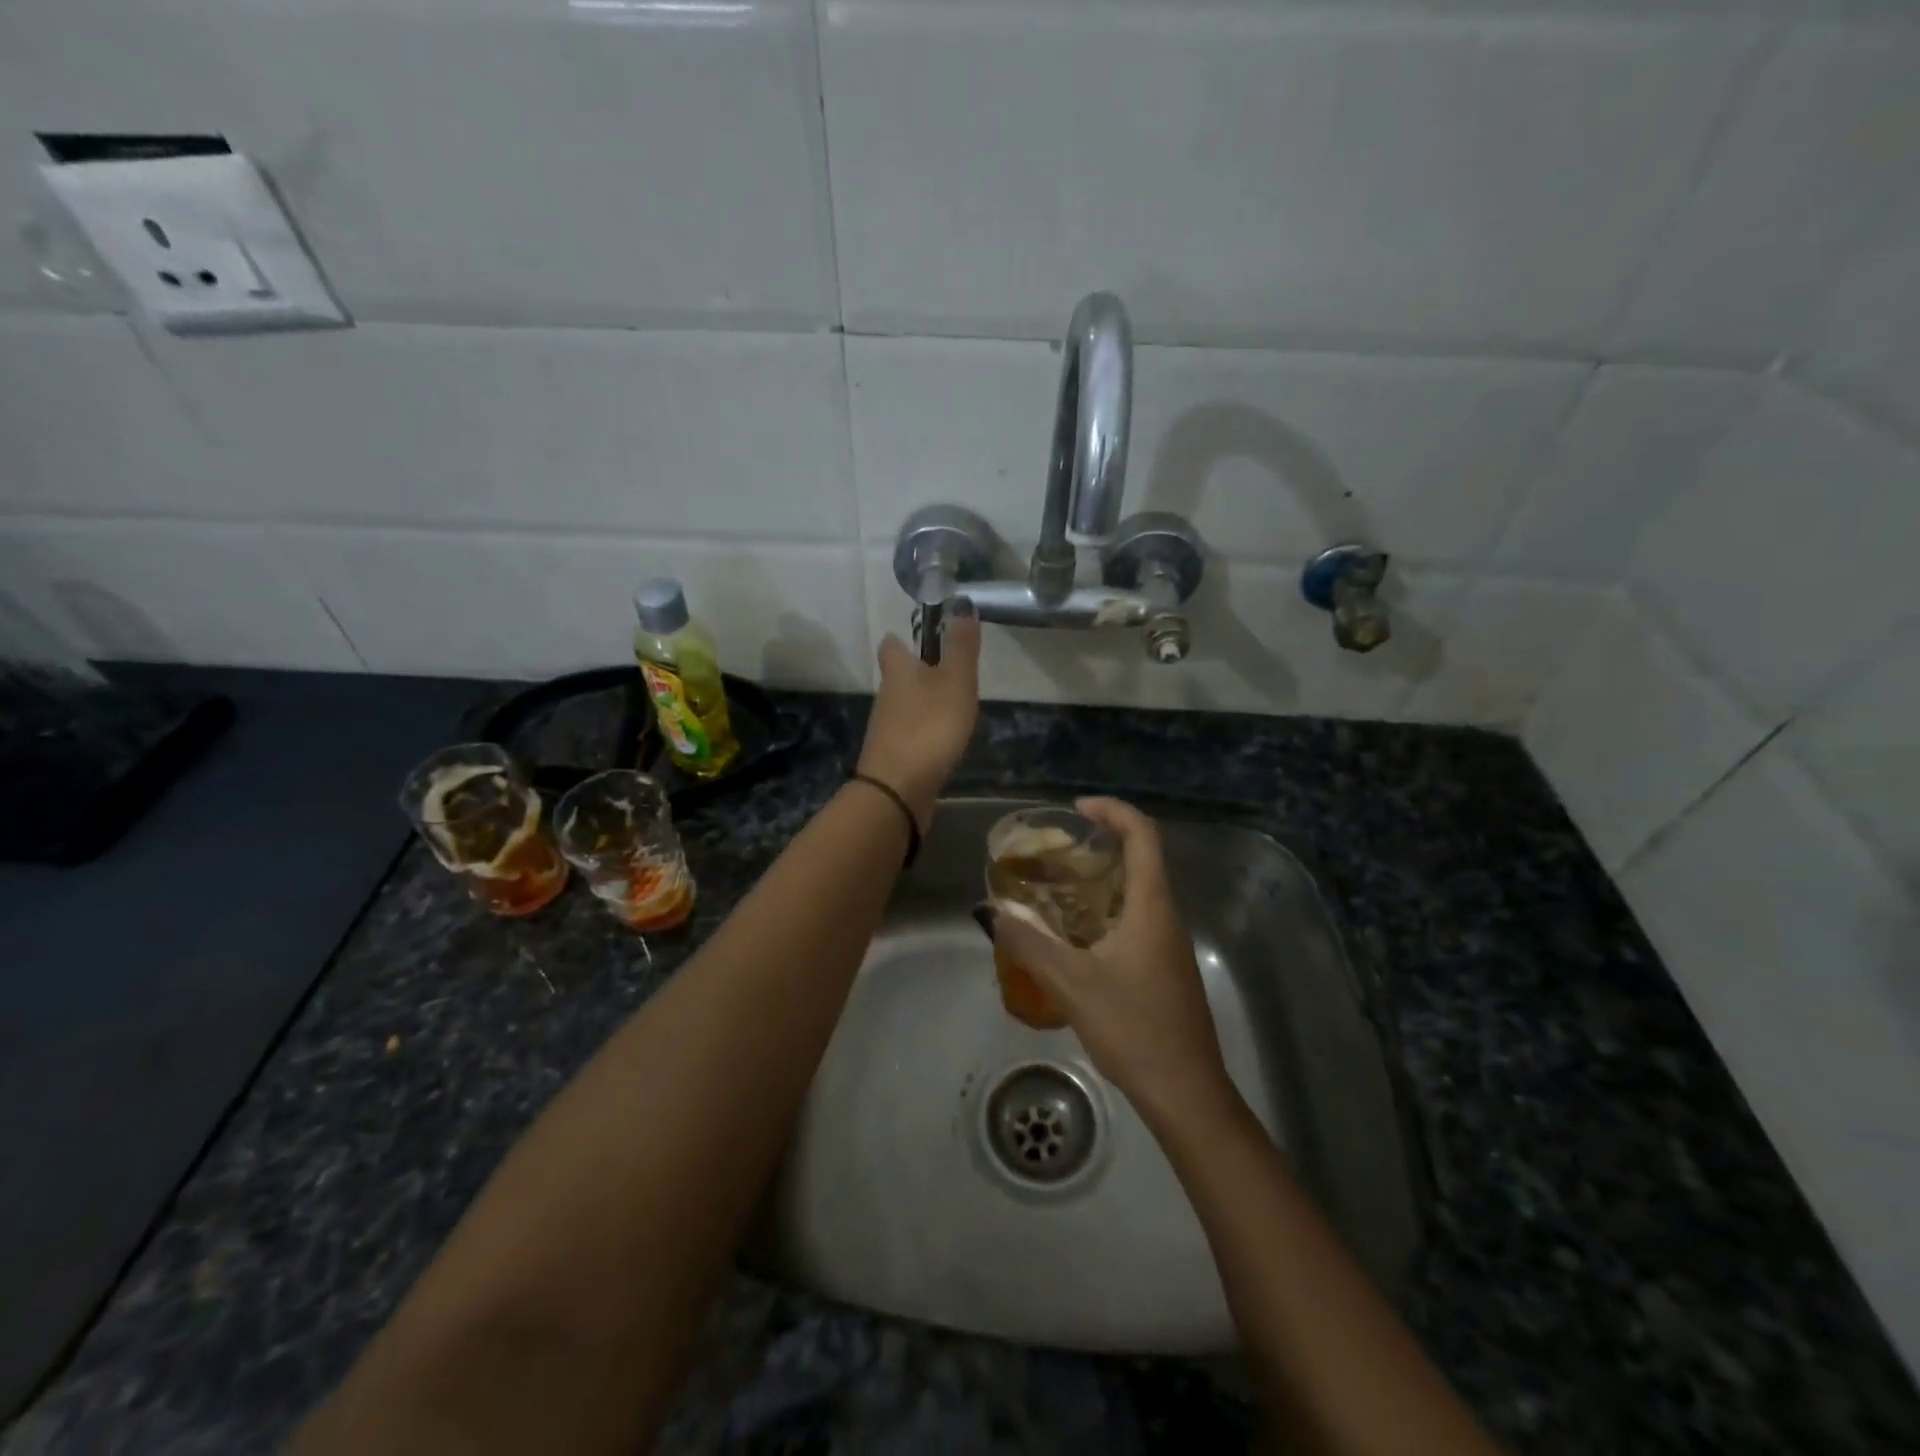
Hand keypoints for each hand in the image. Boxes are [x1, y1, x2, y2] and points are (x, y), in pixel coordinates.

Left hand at [856, 600, 981, 829]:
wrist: (897, 790)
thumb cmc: (929, 727)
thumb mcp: (954, 681)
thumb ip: (961, 646)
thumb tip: (962, 604)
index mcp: (897, 670)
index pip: (892, 644)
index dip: (905, 638)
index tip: (926, 636)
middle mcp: (886, 695)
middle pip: (898, 676)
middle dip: (919, 672)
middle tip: (950, 673)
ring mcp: (886, 728)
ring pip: (904, 705)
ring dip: (923, 703)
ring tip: (954, 707)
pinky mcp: (893, 756)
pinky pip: (910, 734)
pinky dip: (924, 731)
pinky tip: (943, 741)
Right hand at [987, 797, 1233, 1127]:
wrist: (1186, 1092)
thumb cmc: (1134, 1029)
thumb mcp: (1072, 984)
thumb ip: (1029, 945)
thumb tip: (991, 911)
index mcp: (1152, 908)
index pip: (1143, 835)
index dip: (1113, 811)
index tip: (1077, 809)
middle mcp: (1166, 917)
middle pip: (1142, 859)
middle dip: (1102, 842)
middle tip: (1057, 848)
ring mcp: (1169, 945)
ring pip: (1138, 892)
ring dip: (1103, 878)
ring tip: (1057, 886)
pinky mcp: (1165, 968)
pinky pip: (1137, 920)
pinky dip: (1106, 909)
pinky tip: (1075, 935)